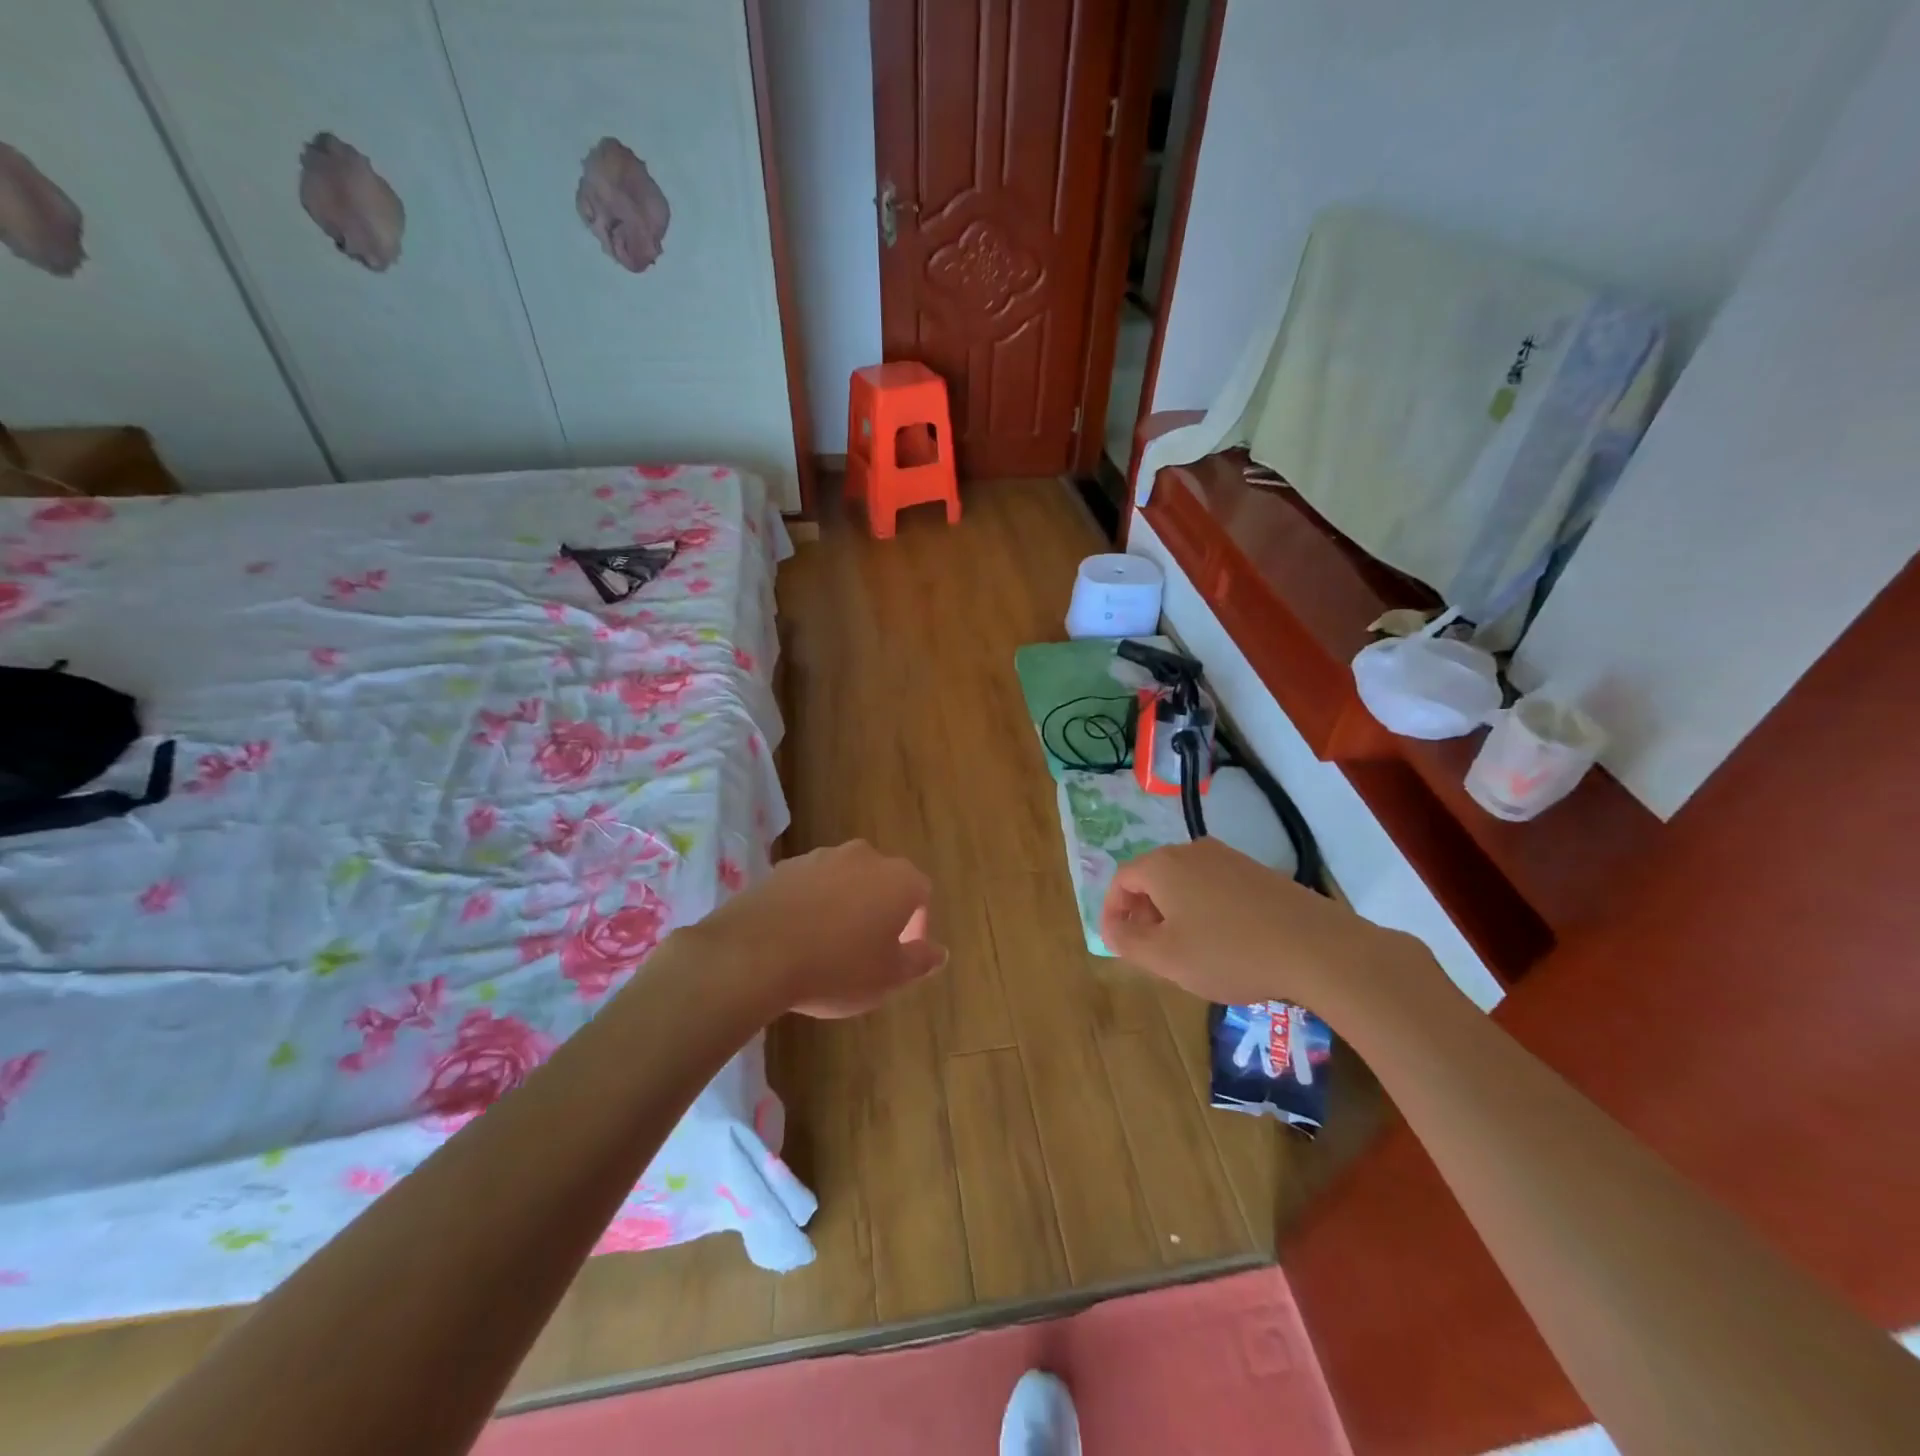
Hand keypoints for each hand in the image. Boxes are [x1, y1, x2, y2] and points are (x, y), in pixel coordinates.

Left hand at [696, 840, 945, 1017]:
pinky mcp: (783, 867)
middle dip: (880, 911)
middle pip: (882, 882)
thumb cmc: (837, 968)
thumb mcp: (889, 977)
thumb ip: (919, 961)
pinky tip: (797, 937)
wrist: (754, 955)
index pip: (921, 894)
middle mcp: (864, 857)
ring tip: (828, 946)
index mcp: (898, 879)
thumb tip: (940, 952)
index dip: (917, 925)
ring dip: (844, 905)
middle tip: (868, 950)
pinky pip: (809, 885)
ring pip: (845, 880)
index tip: (902, 954)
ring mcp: (820, 857)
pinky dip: (811, 905)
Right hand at [1098, 838, 1430, 1014]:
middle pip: (1153, 877)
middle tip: (1150, 950)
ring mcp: (1229, 858)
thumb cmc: (1228, 952)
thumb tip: (1112, 926)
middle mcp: (1192, 850)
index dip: (1112, 911)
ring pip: (1185, 882)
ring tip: (1186, 950)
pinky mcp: (1257, 871)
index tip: (1117, 942)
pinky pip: (1214, 886)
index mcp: (1163, 865)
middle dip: (1144, 912)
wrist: (1316, 947)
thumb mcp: (1165, 957)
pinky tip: (1224, 942)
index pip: (1121, 880)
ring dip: (1175, 912)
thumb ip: (1127, 940)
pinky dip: (1204, 909)